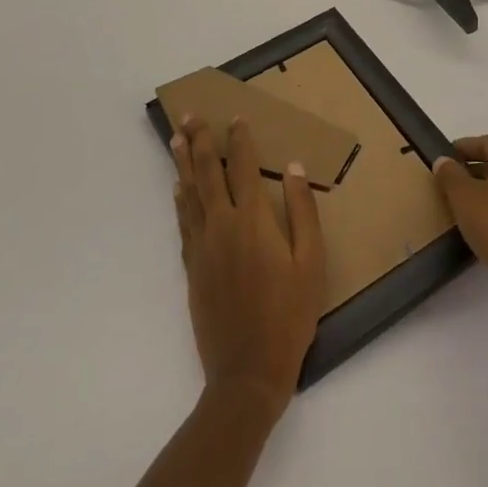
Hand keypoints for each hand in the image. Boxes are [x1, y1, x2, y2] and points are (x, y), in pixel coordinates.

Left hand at [170, 115, 326, 413]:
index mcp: (253, 220)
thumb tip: (293, 168)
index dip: (240, 139)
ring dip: (182, 163)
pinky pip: (182, 223)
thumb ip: (303, 212)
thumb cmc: (289, 315)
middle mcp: (222, 225)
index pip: (243, 167)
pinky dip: (179, 200)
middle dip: (200, 141)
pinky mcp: (192, 268)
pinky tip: (177, 189)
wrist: (248, 371)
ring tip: (175, 139)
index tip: (235, 117)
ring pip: (188, 194)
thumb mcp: (311, 262)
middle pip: (207, 173)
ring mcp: (202, 247)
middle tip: (190, 115)